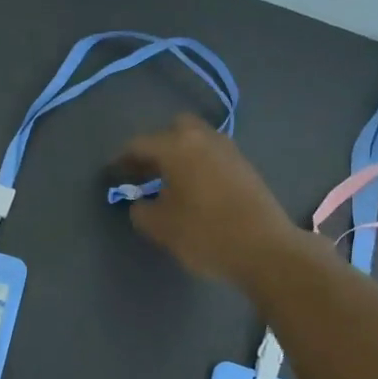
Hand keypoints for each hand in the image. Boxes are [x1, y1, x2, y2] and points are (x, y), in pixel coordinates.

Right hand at [116, 115, 299, 284]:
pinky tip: (194, 190)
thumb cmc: (205, 233)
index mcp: (177, 147)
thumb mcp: (161, 227)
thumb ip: (142, 210)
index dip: (121, 159)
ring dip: (181, 154)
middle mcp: (203, 139)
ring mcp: (229, 150)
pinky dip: (199, 164)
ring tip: (168, 182)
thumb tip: (140, 202)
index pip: (140, 144)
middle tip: (145, 172)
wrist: (265, 249)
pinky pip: (213, 155)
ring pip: (197, 140)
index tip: (112, 174)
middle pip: (174, 129)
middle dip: (157, 146)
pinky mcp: (245, 167)